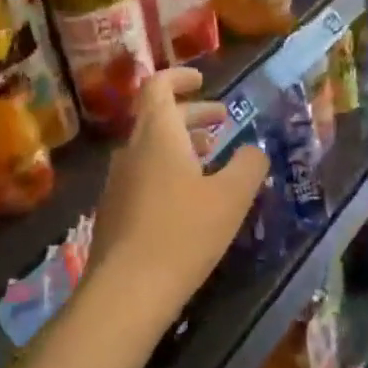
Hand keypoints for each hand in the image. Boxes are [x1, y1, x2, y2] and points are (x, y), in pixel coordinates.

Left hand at [84, 69, 269, 341]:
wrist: (127, 289)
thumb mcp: (232, 197)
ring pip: (150, 147)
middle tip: (222, 121)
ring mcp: (117, 180)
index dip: (180, 77)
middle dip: (192, 114)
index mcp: (157, 134)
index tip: (202, 80)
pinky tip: (188, 198)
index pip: (158, 86)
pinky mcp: (114, 209)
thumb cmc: (184, 232)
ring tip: (211, 158)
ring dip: (180, 144)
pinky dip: (167, 169)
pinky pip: (143, 174)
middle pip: (157, 117)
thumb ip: (249, 165)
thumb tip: (254, 150)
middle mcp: (131, 149)